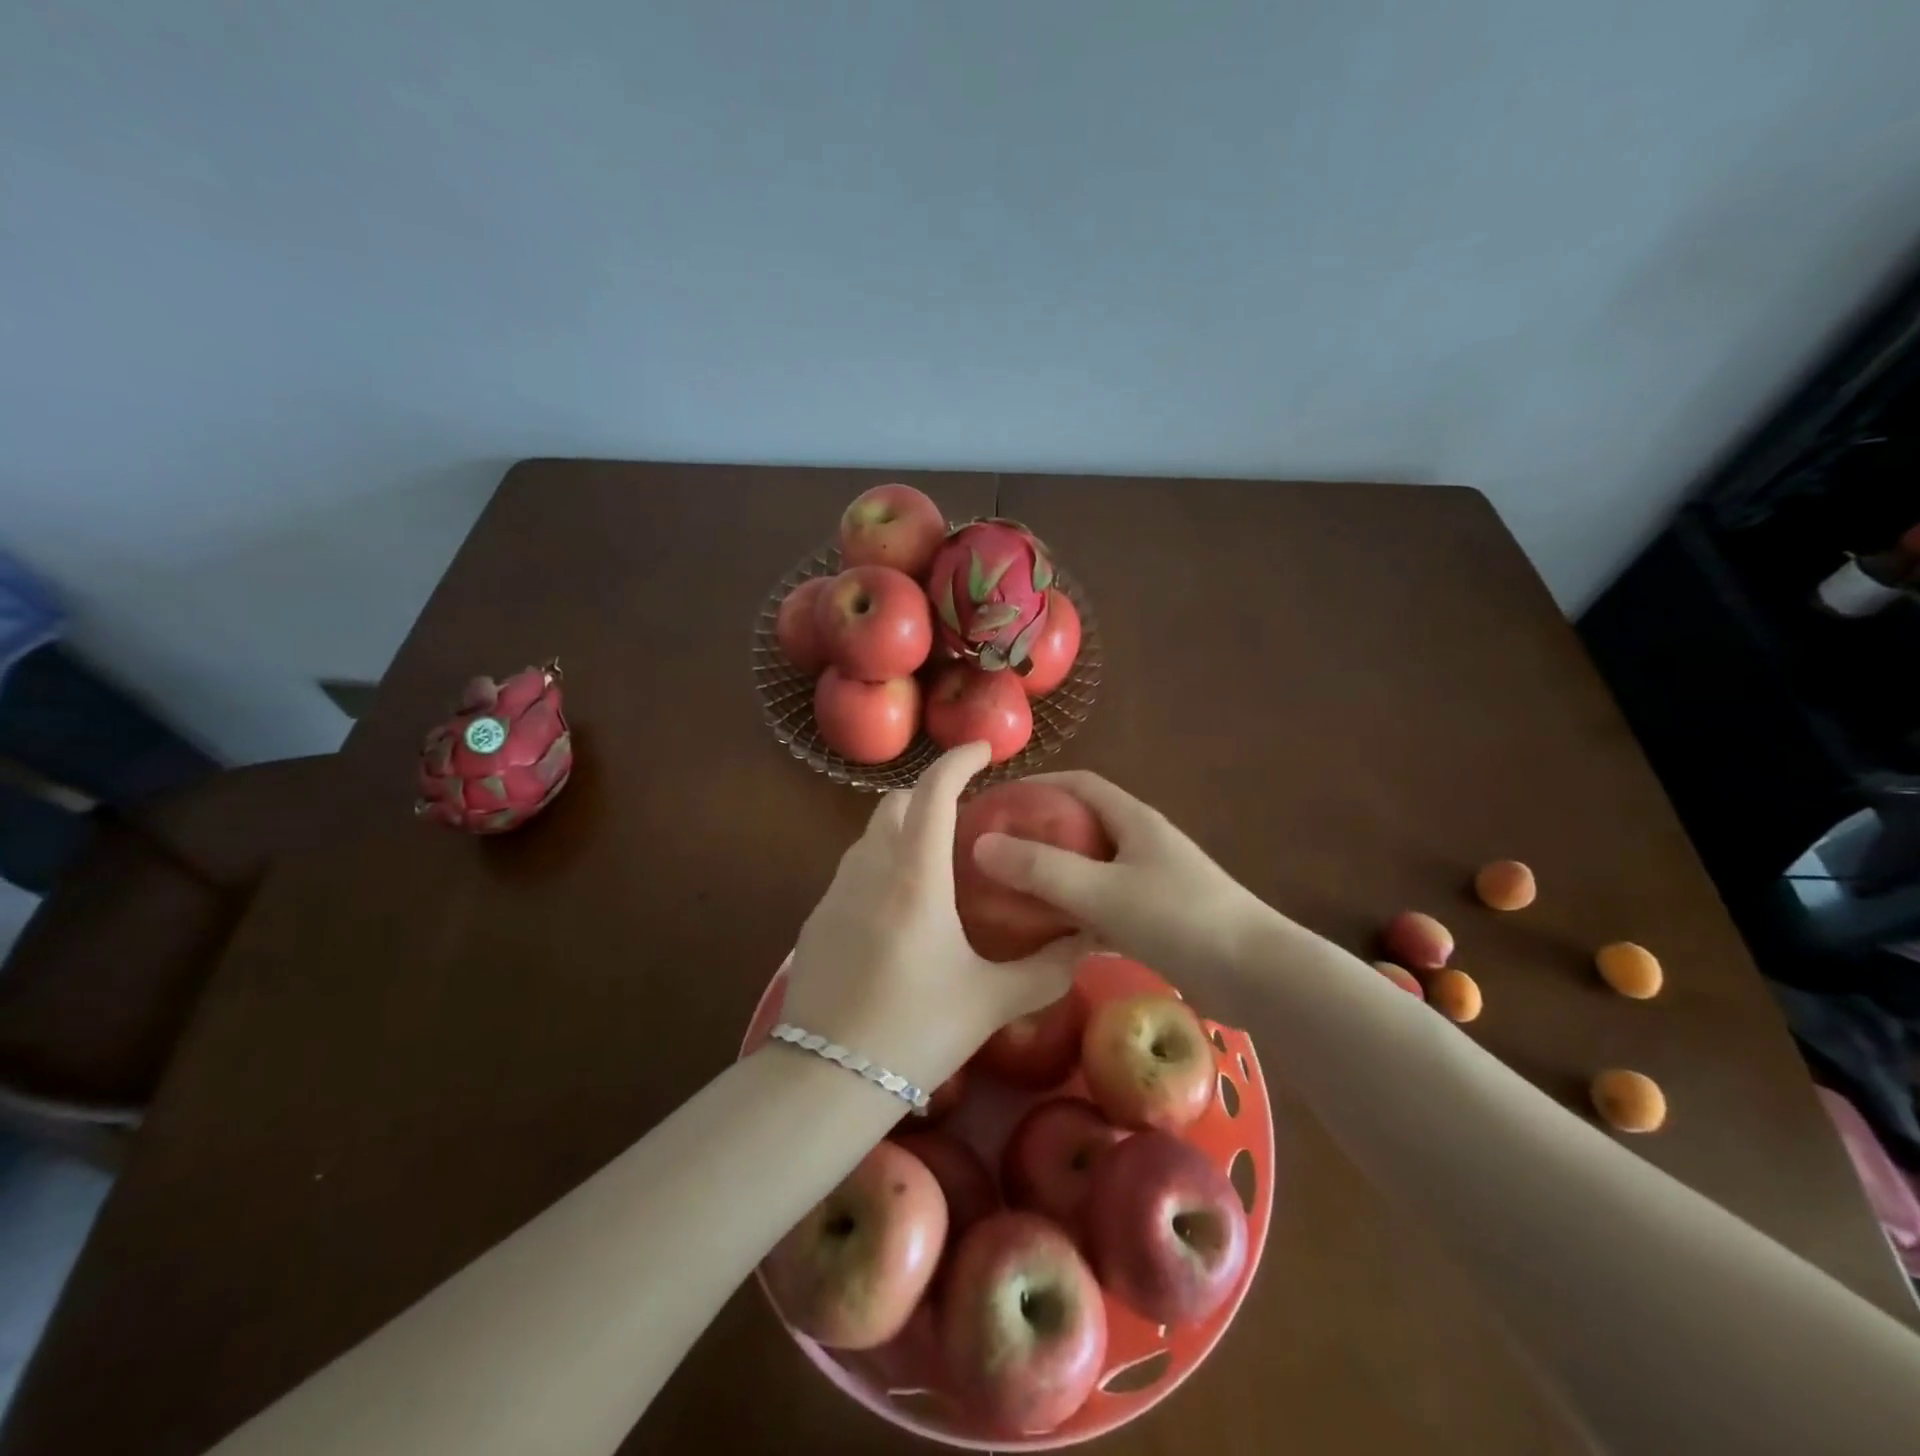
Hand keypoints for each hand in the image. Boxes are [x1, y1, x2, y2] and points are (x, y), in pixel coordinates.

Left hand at [780, 744, 1092, 1099]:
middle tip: (965, 822)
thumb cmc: (916, 1032)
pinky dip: (881, 866)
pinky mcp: (817, 919)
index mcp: (915, 878)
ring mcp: (835, 892)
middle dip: (929, 796)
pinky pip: (853, 870)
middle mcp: (870, 870)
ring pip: (870, 836)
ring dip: (903, 832)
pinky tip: (899, 911)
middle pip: (895, 804)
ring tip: (936, 865)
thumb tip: (1089, 943)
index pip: (934, 793)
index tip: (984, 751)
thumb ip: (1047, 969)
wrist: (826, 1080)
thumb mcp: (991, 1001)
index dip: (958, 761)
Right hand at [970, 771, 1275, 980]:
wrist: (1258, 977)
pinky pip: (1105, 905)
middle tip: (995, 851)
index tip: (997, 800)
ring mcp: (1153, 882)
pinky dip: (1077, 912)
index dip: (1038, 785)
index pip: (1079, 784)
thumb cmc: (1180, 919)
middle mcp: (1142, 843)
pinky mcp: (1158, 920)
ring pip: (1092, 869)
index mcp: (1134, 821)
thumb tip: (981, 844)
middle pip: (1083, 826)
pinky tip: (1050, 936)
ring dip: (1056, 875)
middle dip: (1039, 832)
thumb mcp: (1102, 892)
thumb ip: (1042, 869)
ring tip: (1011, 891)